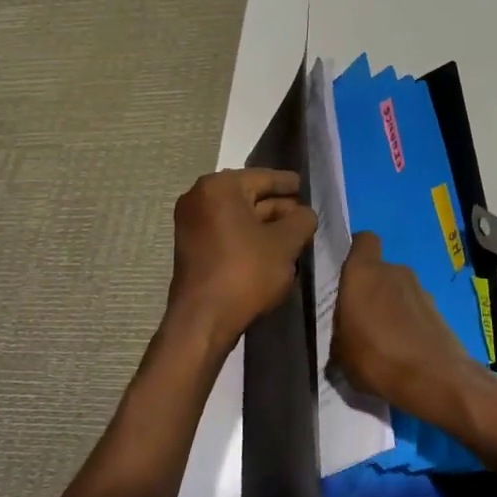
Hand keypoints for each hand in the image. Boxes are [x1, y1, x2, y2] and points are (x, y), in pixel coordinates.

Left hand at [167, 169, 317, 347]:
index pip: (263, 177)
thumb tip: (305, 213)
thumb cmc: (246, 272)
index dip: (288, 182)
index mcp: (220, 187)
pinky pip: (227, 232)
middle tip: (304, 213)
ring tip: (294, 232)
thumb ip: (302, 221)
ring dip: (265, 224)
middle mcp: (199, 198)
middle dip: (278, 206)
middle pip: (249, 195)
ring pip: (238, 216)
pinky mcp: (193, 248)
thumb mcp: (286, 243)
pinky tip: (272, 248)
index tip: (304, 184)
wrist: (204, 320)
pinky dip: (248, 236)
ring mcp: (192, 224)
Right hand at [332, 232, 487, 427]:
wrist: (435, 379)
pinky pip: (415, 310)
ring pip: (398, 291)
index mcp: (364, 272)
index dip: (355, 251)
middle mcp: (394, 271)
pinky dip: (408, 323)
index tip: (345, 275)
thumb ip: (339, 334)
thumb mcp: (340, 354)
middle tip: (359, 320)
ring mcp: (421, 289)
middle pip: (379, 270)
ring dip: (390, 308)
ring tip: (382, 341)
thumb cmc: (376, 358)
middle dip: (370, 290)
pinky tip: (402, 351)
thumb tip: (344, 336)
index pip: (363, 240)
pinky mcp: (439, 310)